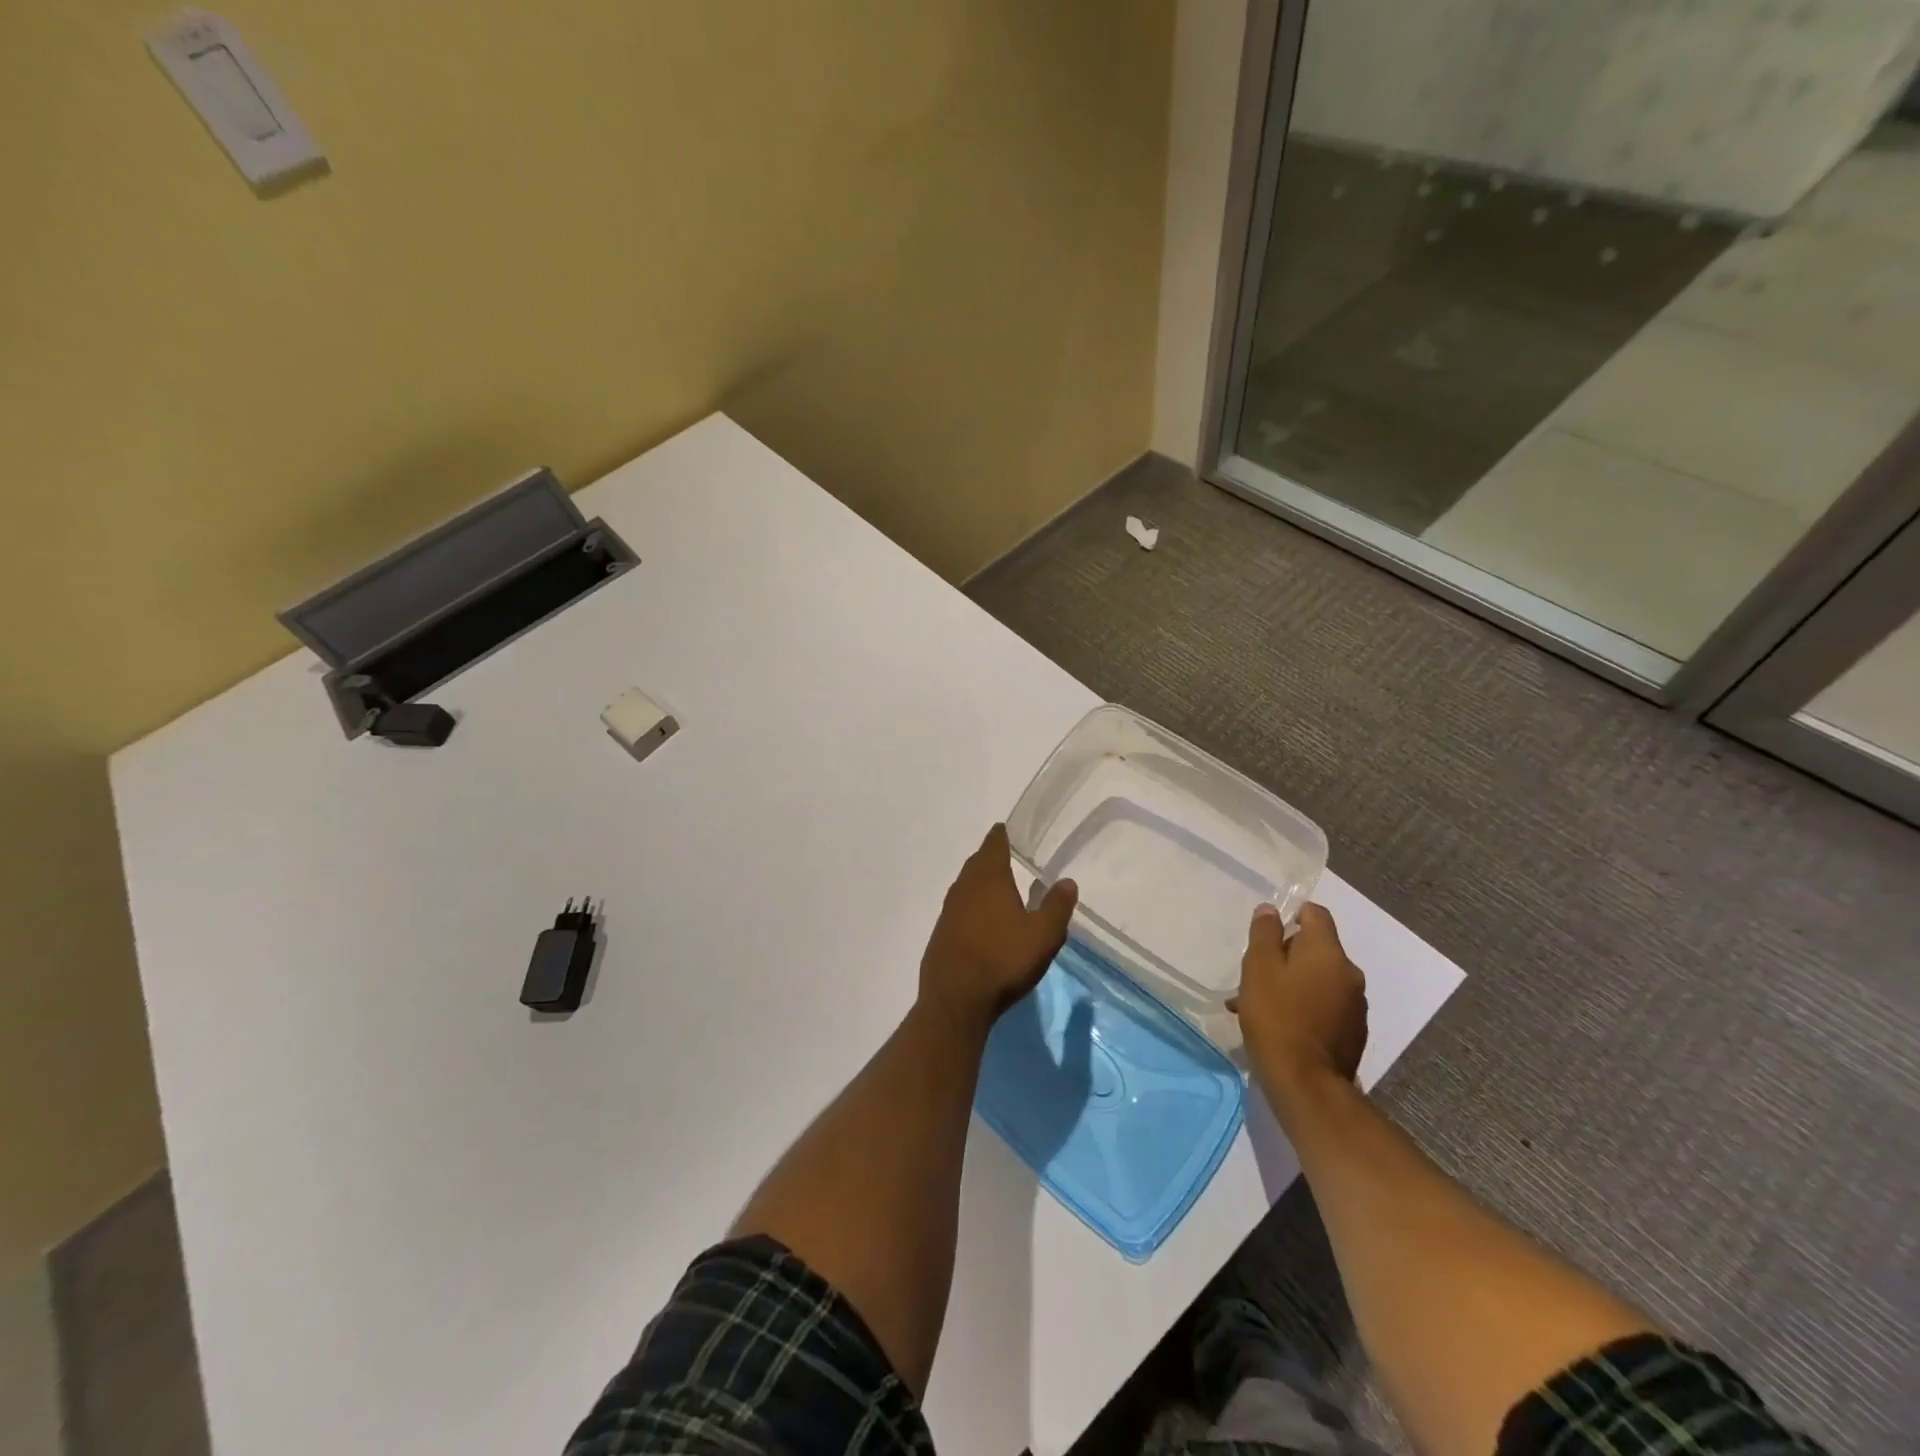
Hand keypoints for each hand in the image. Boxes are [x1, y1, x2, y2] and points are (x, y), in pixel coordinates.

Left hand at [919, 824, 1076, 1036]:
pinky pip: (959, 908)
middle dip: (991, 857)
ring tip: (998, 887)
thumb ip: (1056, 907)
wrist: (955, 999)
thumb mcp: (1043, 936)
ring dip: (981, 882)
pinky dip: (972, 905)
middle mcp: (964, 887)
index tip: (1008, 829)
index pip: (994, 845)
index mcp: (989, 879)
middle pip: (977, 863)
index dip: (1001, 835)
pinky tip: (982, 920)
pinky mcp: (941, 933)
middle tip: (1008, 856)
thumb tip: (1067, 881)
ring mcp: (948, 910)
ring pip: (966, 885)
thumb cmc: (1003, 961)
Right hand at [1230, 903, 1367, 1102]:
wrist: (1306, 1082)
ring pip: (1318, 979)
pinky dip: (1303, 1006)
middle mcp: (1349, 973)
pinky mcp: (1353, 1032)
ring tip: (1258, 1005)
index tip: (1267, 934)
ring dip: (1292, 983)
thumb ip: (1264, 933)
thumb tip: (1271, 910)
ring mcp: (1355, 1005)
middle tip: (1254, 974)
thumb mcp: (1258, 967)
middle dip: (1286, 955)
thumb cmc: (1276, 1015)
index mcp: (1327, 952)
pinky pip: (1325, 1006)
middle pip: (1316, 948)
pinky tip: (1279, 1026)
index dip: (1292, 915)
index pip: (1316, 914)